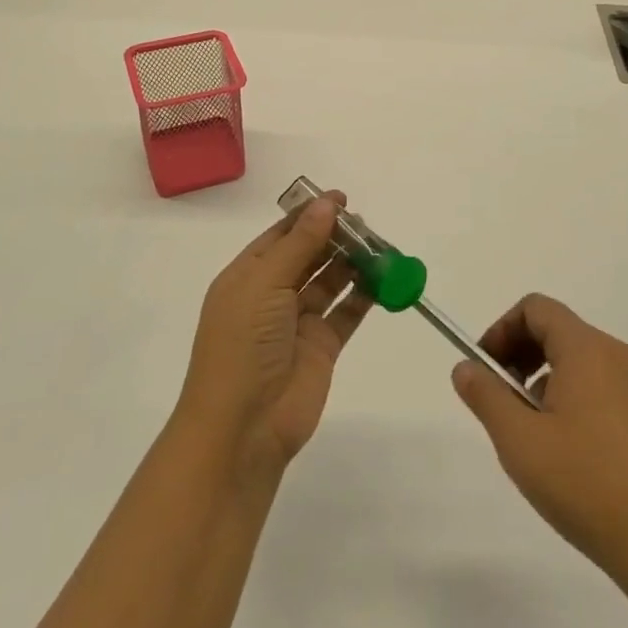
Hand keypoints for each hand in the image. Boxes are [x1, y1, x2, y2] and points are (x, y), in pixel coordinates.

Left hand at [174, 194, 373, 478]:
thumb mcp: (265, 283)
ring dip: (353, 263)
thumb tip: (327, 204)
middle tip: (368, 224)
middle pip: (309, 255)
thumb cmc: (243, 344)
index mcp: (248, 275)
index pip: (281, 235)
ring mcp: (298, 322)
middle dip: (336, 237)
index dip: (310, 215)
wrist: (242, 428)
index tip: (342, 199)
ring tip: (381, 246)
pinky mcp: (322, 347)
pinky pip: (347, 312)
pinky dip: (365, 295)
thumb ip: (300, 243)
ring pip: (330, 281)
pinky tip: (385, 278)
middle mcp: (272, 295)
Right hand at [452, 293, 627, 567]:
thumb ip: (486, 396)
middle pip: (556, 331)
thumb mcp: (520, 440)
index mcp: (586, 348)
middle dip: (518, 355)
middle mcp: (615, 355)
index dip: (501, 329)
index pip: (535, 308)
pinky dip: (569, 399)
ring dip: (541, 381)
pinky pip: (598, 387)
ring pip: (576, 361)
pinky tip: (564, 453)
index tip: (484, 369)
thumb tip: (464, 367)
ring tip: (529, 434)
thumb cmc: (587, 484)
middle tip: (499, 401)